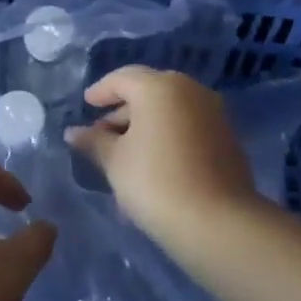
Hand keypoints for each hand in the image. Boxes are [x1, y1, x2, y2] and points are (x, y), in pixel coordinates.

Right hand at [66, 66, 258, 240]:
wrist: (217, 223)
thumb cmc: (155, 182)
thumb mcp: (115, 161)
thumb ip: (94, 141)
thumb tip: (73, 132)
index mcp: (159, 86)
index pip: (122, 78)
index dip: (100, 91)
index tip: (86, 105)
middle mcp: (189, 90)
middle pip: (148, 91)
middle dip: (123, 110)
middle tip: (103, 133)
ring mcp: (213, 113)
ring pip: (170, 111)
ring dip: (146, 126)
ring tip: (125, 156)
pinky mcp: (227, 138)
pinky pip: (187, 127)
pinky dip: (167, 137)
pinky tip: (153, 165)